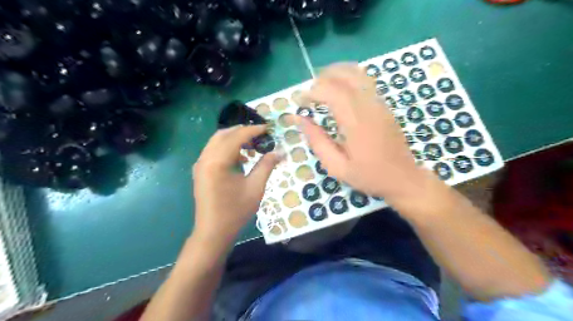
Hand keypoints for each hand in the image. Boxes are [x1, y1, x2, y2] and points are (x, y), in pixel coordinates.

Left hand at [192, 125, 280, 242]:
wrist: (213, 232)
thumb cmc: (235, 211)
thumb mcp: (255, 187)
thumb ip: (266, 165)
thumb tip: (280, 151)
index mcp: (217, 162)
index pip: (236, 137)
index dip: (253, 130)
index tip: (268, 128)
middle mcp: (205, 158)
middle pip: (223, 134)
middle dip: (243, 131)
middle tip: (261, 135)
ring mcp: (200, 164)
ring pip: (217, 141)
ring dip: (234, 139)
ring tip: (252, 146)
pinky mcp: (200, 171)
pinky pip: (214, 151)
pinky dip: (227, 148)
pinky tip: (241, 158)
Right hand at [297, 62, 427, 202]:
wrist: (403, 178)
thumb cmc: (368, 175)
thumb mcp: (337, 166)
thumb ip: (317, 141)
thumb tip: (300, 120)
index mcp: (356, 122)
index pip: (332, 91)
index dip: (313, 91)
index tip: (300, 101)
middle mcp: (369, 106)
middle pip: (345, 75)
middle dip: (323, 78)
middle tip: (309, 92)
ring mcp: (379, 103)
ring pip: (357, 73)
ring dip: (336, 73)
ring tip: (322, 86)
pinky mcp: (384, 105)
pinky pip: (365, 81)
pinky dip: (348, 78)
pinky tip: (339, 91)